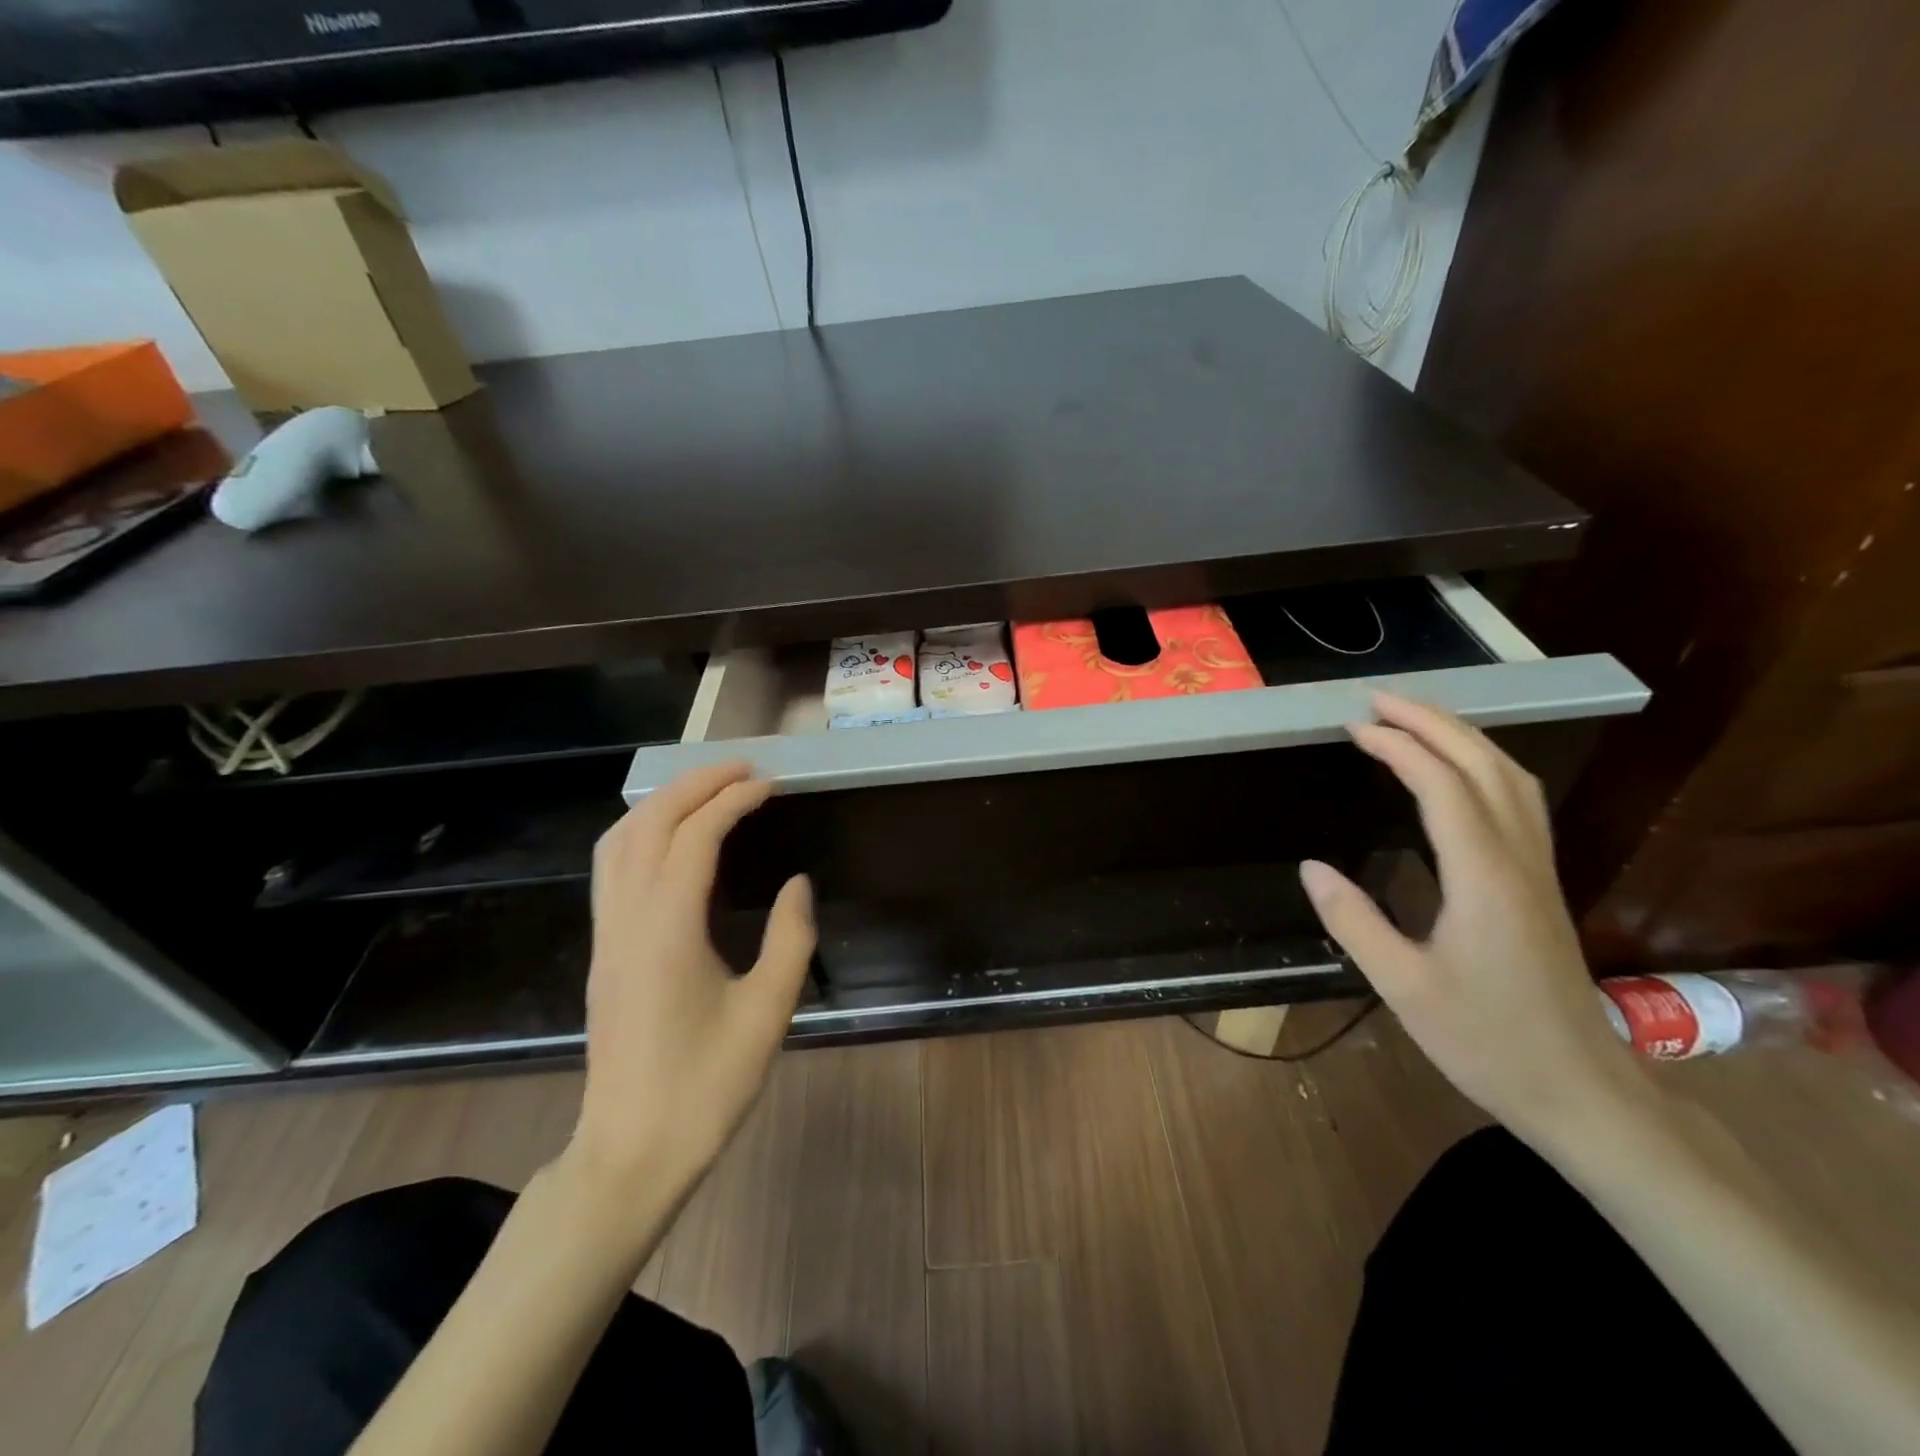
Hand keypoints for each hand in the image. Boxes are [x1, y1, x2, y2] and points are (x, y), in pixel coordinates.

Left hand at [569, 762, 814, 1195]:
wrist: (630, 1153)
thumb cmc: (706, 1087)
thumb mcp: (767, 1013)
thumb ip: (790, 938)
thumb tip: (797, 884)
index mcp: (668, 931)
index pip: (695, 838)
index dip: (733, 800)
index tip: (770, 784)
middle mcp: (628, 920)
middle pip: (649, 824)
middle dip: (694, 784)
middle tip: (743, 769)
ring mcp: (607, 935)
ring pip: (619, 841)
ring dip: (662, 802)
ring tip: (709, 789)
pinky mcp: (604, 951)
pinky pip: (612, 868)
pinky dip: (643, 831)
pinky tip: (673, 838)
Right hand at [1299, 692, 1648, 1142]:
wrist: (1581, 1092)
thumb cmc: (1486, 1041)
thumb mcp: (1402, 987)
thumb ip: (1354, 922)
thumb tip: (1310, 867)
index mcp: (1482, 879)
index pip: (1443, 788)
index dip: (1400, 747)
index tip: (1354, 727)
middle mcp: (1517, 861)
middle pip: (1485, 767)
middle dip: (1434, 723)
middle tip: (1379, 700)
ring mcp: (1537, 870)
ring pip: (1511, 779)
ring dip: (1463, 737)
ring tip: (1414, 719)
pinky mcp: (1540, 884)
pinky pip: (1518, 801)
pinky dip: (1483, 766)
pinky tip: (1457, 772)